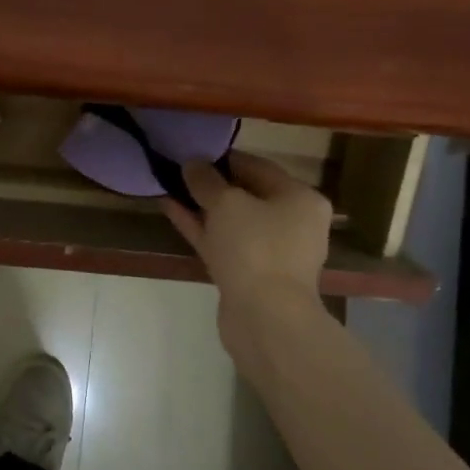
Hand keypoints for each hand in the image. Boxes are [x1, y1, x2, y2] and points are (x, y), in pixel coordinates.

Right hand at [163, 152, 333, 347]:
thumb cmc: (255, 248)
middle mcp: (292, 222)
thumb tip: (192, 164)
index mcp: (300, 198)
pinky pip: (223, 242)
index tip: (193, 152)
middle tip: (178, 171)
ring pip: (232, 221)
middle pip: (246, 194)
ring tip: (169, 188)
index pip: (259, 167)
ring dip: (202, 206)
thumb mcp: (227, 204)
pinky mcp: (249, 274)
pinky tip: (172, 211)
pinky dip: (201, 228)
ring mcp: (271, 251)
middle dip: (211, 184)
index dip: (224, 158)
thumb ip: (206, 180)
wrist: (264, 317)